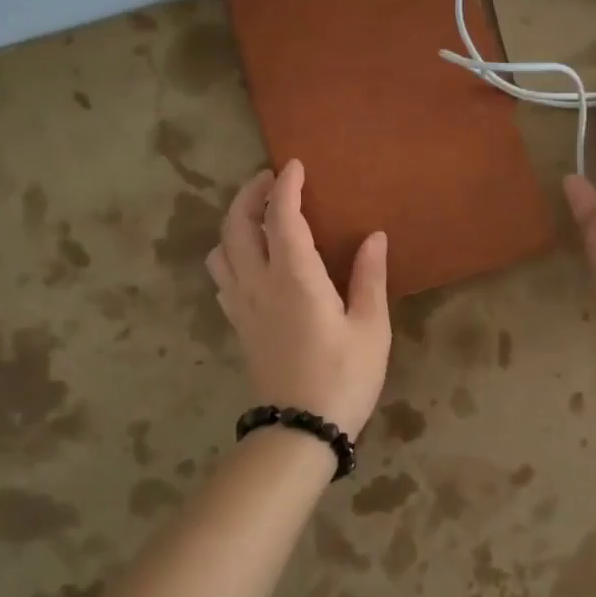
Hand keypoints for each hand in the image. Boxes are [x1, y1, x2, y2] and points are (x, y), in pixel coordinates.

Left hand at [205, 160, 390, 440]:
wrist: (300, 430)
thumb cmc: (344, 377)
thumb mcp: (370, 328)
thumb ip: (369, 278)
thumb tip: (374, 236)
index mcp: (296, 279)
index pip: (282, 218)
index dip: (286, 188)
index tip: (295, 165)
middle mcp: (259, 284)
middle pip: (237, 226)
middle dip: (249, 195)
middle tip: (271, 180)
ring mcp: (242, 305)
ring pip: (221, 250)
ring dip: (234, 222)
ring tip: (258, 215)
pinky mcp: (238, 325)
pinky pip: (222, 277)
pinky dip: (230, 253)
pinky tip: (249, 258)